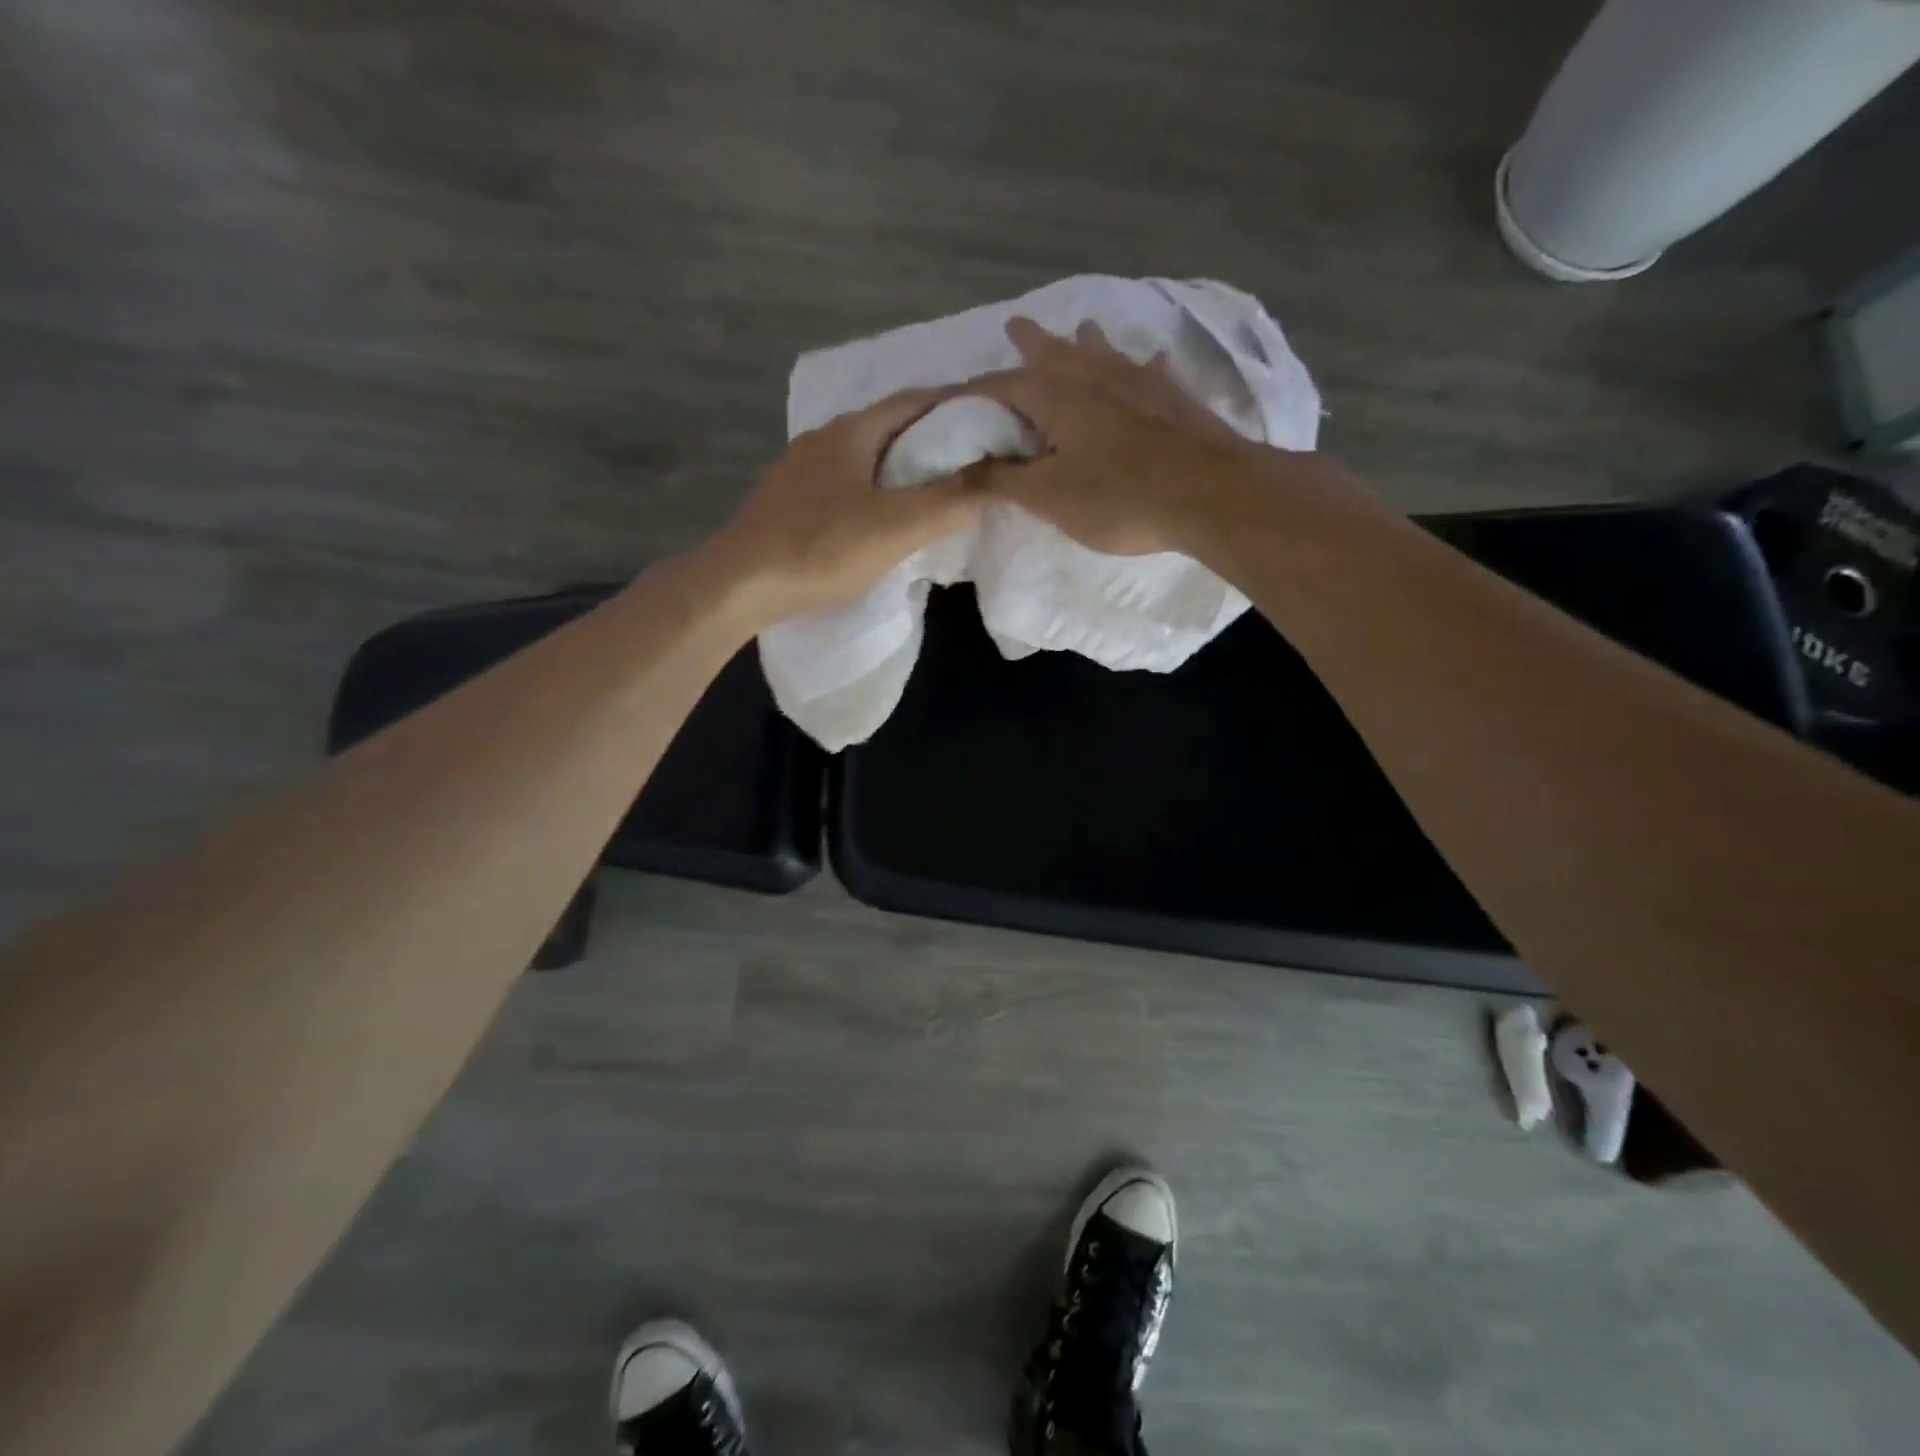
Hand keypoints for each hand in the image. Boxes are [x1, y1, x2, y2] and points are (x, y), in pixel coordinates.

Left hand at [705, 387, 984, 624]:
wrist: (739, 585)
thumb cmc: (820, 548)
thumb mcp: (895, 527)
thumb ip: (948, 502)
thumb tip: (993, 479)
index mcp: (851, 432)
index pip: (916, 400)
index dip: (958, 404)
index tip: (993, 419)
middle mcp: (823, 440)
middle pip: (888, 426)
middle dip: (932, 436)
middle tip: (972, 459)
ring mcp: (799, 472)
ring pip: (863, 457)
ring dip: (900, 466)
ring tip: (934, 490)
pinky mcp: (787, 504)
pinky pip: (844, 485)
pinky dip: (873, 490)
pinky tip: (881, 517)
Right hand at [973, 319, 1362, 557]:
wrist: (1209, 495)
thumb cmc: (1117, 496)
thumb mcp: (1048, 496)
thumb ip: (1000, 480)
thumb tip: (956, 471)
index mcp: (1054, 394)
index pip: (998, 387)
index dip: (972, 396)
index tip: (953, 401)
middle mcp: (1093, 374)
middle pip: (1053, 352)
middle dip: (1031, 342)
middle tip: (1015, 324)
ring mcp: (1139, 380)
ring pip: (1103, 351)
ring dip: (1085, 342)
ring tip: (1080, 327)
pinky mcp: (1174, 397)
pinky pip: (1150, 372)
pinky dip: (1141, 367)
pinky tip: (1151, 362)